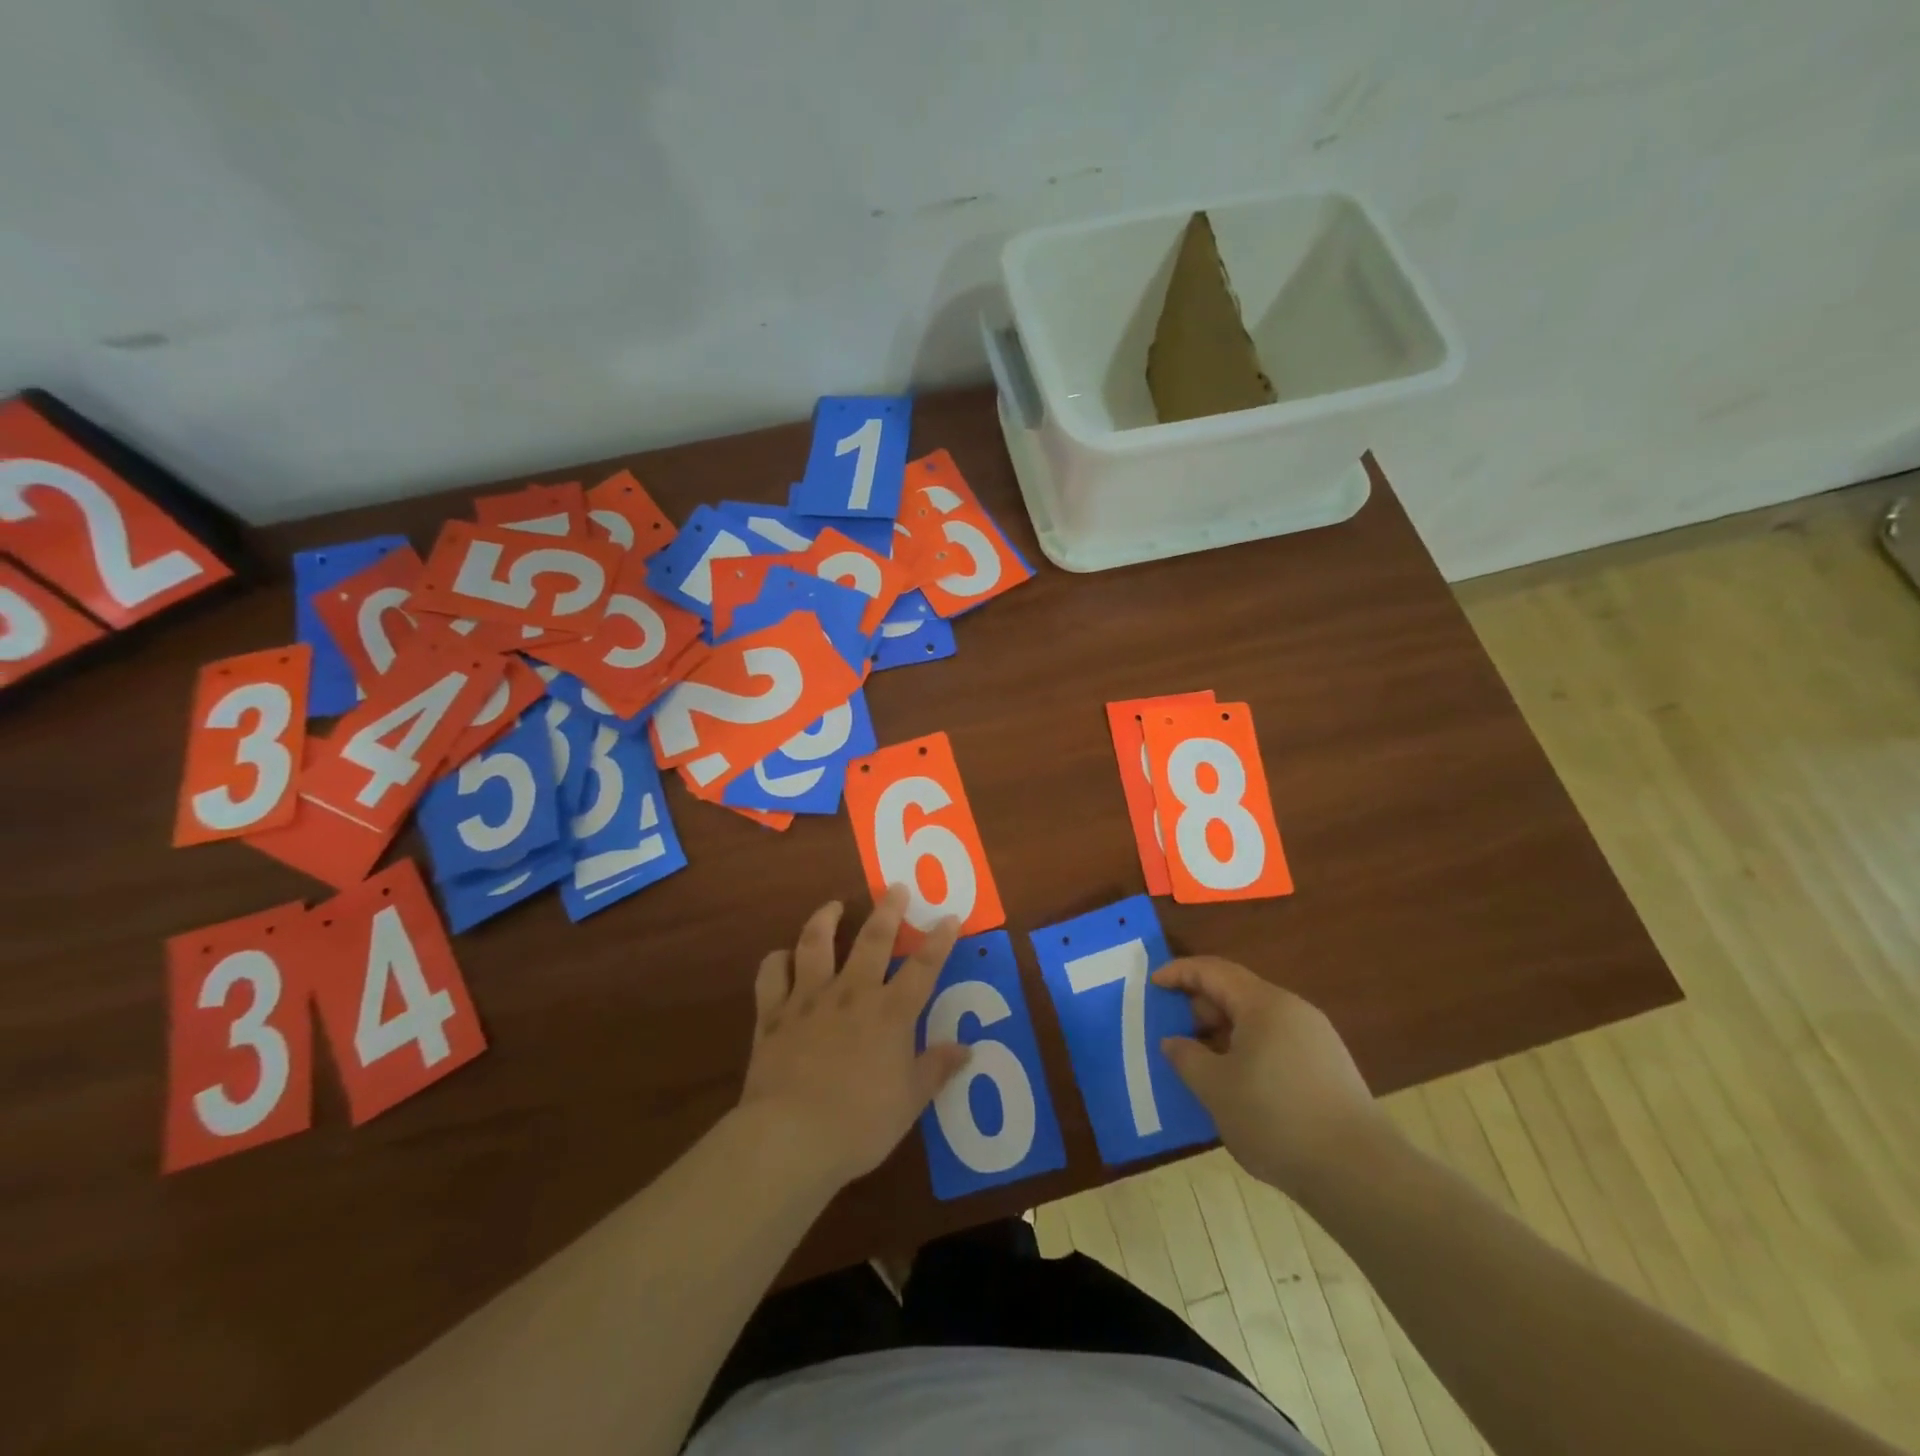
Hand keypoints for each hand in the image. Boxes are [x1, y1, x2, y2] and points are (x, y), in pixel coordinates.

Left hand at [736, 885, 969, 1191]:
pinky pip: (771, 975)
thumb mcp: (909, 1101)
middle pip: (873, 940)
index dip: (939, 941)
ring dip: (825, 920)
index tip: (949, 917)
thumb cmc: (860, 1122)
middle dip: (887, 911)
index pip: (923, 968)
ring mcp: (809, 999)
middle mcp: (852, 994)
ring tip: (833, 906)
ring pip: (816, 944)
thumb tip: (966, 1048)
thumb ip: (936, 1069)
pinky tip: (782, 957)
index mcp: (890, 1013)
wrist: (790, 1136)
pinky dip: (777, 961)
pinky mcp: (773, 1014)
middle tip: (894, 887)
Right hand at [1154, 956, 1389, 1197]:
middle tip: (1174, 1030)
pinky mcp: (1329, 1068)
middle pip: (1237, 992)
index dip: (1179, 973)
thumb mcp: (1216, 1088)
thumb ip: (1187, 1057)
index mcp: (1264, 1004)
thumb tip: (1174, 1041)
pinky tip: (1238, 1084)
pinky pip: (1276, 1043)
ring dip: (1224, 1032)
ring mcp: (1316, 1039)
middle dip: (1201, 1006)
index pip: (1213, 971)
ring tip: (1202, 1061)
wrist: (1360, 1174)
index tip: (1153, 985)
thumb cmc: (1276, 1119)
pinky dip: (1248, 1050)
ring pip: (1257, 1020)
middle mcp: (1292, 1010)